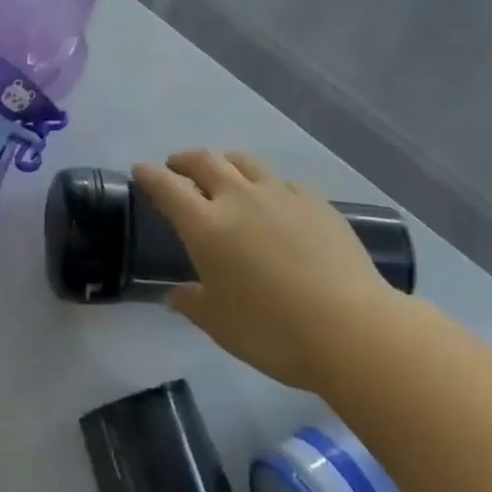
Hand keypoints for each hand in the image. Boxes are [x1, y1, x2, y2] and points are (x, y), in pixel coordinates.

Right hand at [133, 150, 398, 392]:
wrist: (351, 328)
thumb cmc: (273, 331)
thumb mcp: (221, 325)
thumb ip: (193, 304)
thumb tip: (175, 294)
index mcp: (207, 225)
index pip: (167, 187)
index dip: (150, 175)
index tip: (141, 170)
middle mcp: (239, 198)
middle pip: (204, 160)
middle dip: (185, 159)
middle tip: (178, 167)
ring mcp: (280, 194)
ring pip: (244, 161)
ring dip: (225, 162)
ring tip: (224, 174)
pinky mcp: (315, 202)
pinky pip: (282, 181)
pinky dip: (268, 185)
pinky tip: (275, 201)